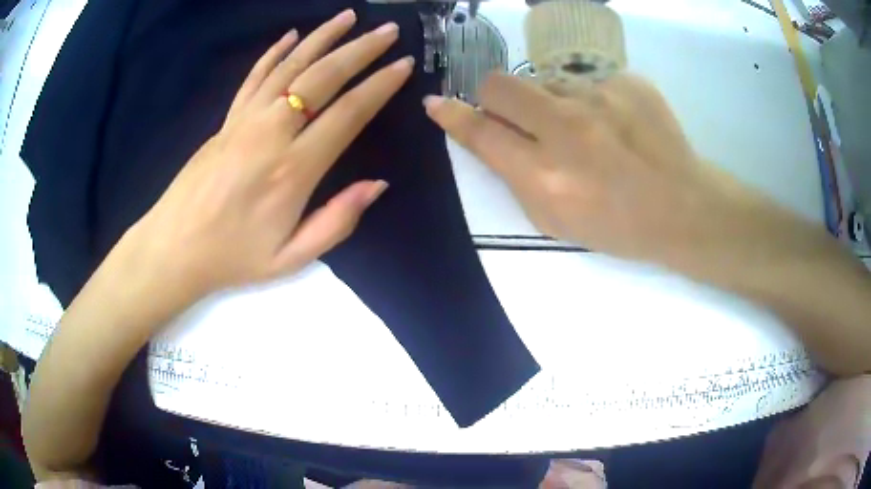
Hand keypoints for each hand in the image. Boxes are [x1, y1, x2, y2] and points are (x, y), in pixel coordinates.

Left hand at [121, 10, 412, 301]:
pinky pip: (254, 76)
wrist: (174, 249)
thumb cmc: (232, 259)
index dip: (379, 85)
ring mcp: (245, 120)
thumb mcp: (291, 259)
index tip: (403, 64)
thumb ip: (336, 222)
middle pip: (322, 77)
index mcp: (293, 169)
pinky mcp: (226, 119)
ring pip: (289, 66)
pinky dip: (274, 52)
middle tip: (389, 31)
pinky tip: (292, 35)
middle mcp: (271, 133)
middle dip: (360, 50)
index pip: (347, 113)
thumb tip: (377, 184)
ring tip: (349, 16)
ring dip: (323, 37)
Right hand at [424, 73, 790, 266]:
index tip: (437, 104)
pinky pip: (587, 80)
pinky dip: (589, 99)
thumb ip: (515, 177)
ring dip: (549, 99)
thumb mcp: (556, 220)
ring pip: (545, 79)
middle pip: (501, 85)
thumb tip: (490, 136)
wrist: (684, 207)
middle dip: (495, 96)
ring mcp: (600, 98)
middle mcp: (567, 129)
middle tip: (516, 114)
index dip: (453, 116)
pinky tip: (615, 123)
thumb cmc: (619, 225)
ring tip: (583, 127)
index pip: (481, 133)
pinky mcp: (627, 81)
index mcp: (547, 177)